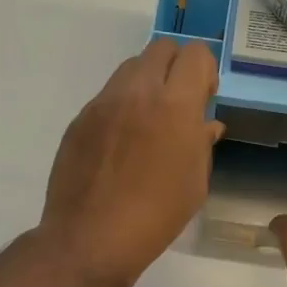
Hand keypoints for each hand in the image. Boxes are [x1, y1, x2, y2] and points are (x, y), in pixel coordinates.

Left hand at [39, 40, 223, 286]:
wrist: (91, 238)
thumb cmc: (156, 215)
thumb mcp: (195, 183)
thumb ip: (202, 143)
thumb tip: (206, 124)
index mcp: (174, 106)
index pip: (194, 53)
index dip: (205, 70)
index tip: (205, 97)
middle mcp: (137, 92)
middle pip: (161, 48)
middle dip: (177, 67)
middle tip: (180, 102)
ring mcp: (103, 103)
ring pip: (131, 67)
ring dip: (148, 82)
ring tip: (150, 121)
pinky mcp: (80, 119)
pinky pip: (108, 96)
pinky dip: (123, 106)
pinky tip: (123, 144)